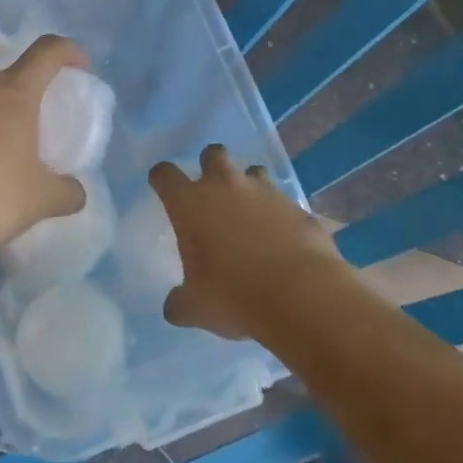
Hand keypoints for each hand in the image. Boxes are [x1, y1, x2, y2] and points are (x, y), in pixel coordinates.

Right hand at [150, 144, 348, 339]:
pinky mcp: (297, 206)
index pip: (165, 174)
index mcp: (190, 204)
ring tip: (250, 213)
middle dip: (209, 166)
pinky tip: (280, 238)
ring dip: (248, 185)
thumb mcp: (194, 308)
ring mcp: (265, 192)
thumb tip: (175, 306)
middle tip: (211, 193)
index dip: (161, 179)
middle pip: (213, 154)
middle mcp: (226, 187)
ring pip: (253, 171)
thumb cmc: (233, 296)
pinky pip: (283, 201)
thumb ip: (180, 301)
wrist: (300, 295)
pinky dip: (278, 214)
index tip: (162, 188)